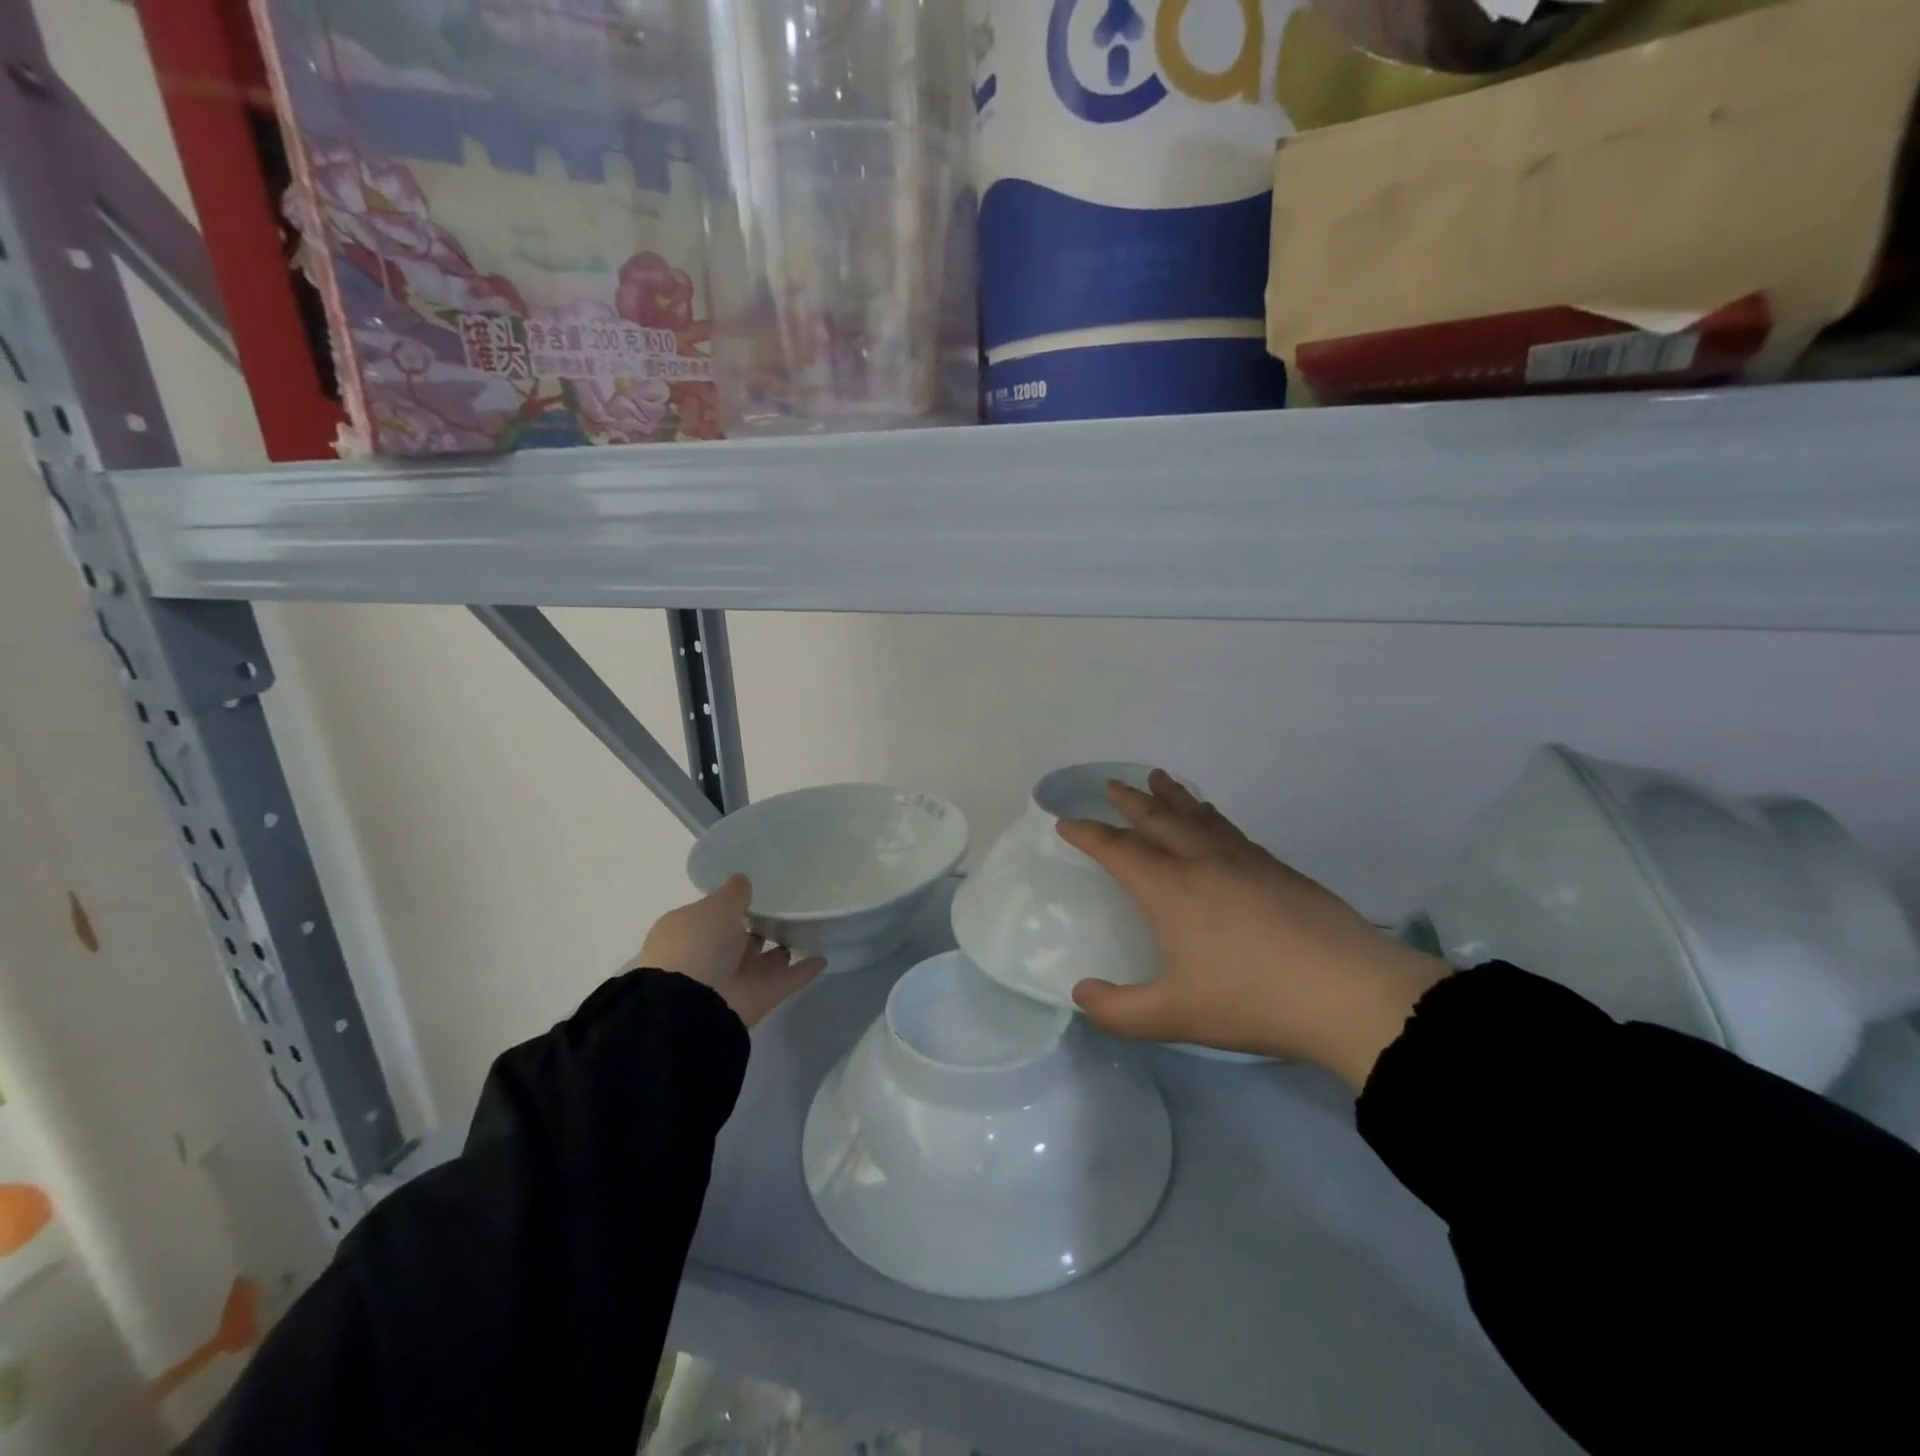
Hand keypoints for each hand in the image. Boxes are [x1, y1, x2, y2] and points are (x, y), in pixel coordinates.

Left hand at [634, 876, 824, 1028]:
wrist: (694, 1003)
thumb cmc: (698, 943)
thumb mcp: (715, 906)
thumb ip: (733, 894)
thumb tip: (742, 881)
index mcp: (691, 933)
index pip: (714, 916)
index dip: (734, 906)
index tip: (760, 891)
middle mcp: (711, 957)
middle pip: (741, 940)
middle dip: (761, 927)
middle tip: (791, 906)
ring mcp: (736, 979)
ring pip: (765, 960)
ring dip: (784, 948)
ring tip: (811, 928)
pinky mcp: (759, 998)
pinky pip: (786, 980)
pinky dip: (804, 971)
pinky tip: (824, 956)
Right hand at [1058, 771, 1447, 1090]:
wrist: (1348, 992)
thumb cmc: (1252, 1000)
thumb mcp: (1174, 1017)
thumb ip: (1119, 1011)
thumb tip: (1081, 993)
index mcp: (1171, 889)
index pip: (1119, 850)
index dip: (1088, 835)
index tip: (1066, 821)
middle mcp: (1203, 863)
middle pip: (1159, 820)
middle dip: (1130, 801)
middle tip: (1112, 783)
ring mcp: (1245, 861)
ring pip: (1198, 816)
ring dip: (1173, 796)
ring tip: (1159, 779)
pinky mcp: (1278, 869)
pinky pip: (1230, 829)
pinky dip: (1210, 815)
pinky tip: (1214, 819)